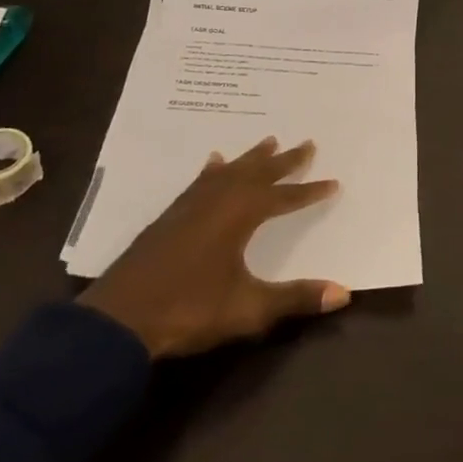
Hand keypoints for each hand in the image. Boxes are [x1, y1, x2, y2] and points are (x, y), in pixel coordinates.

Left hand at [80, 138, 351, 357]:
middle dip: (285, 161)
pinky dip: (214, 170)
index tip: (333, 182)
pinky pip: (201, 181)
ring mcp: (190, 206)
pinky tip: (213, 162)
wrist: (118, 321)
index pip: (284, 198)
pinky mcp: (170, 217)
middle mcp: (217, 201)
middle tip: (307, 143)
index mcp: (239, 215)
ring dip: (252, 158)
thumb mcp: (248, 309)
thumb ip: (296, 298)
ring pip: (230, 172)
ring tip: (268, 140)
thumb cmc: (188, 310)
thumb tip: (345, 293)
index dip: (309, 191)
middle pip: (258, 173)